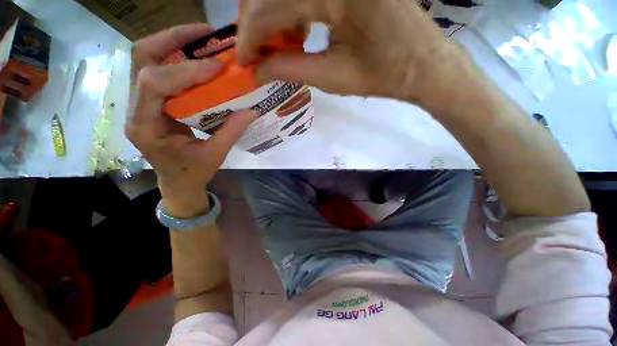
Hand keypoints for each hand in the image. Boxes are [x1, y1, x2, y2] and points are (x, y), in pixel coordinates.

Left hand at [127, 24, 256, 216]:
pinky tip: (198, 56)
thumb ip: (231, 132)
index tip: (218, 68)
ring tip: (203, 37)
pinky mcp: (151, 100)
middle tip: (205, 33)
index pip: (154, 85)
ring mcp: (141, 102)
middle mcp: (136, 108)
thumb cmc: (192, 172)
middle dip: (172, 39)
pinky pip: (158, 68)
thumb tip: (252, 110)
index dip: (185, 71)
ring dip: (173, 42)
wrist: (177, 180)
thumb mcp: (215, 155)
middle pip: (142, 59)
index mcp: (146, 127)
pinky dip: (177, 56)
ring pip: (146, 58)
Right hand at [237, 0, 465, 105]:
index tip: (243, 60)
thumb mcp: (333, 77)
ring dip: (274, 15)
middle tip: (256, 52)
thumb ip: (291, 70)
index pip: (271, 8)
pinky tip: (299, 30)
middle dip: (256, 22)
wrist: (422, 65)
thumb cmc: (382, 76)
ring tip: (279, 46)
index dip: (250, 36)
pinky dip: (294, 8)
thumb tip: (258, 71)